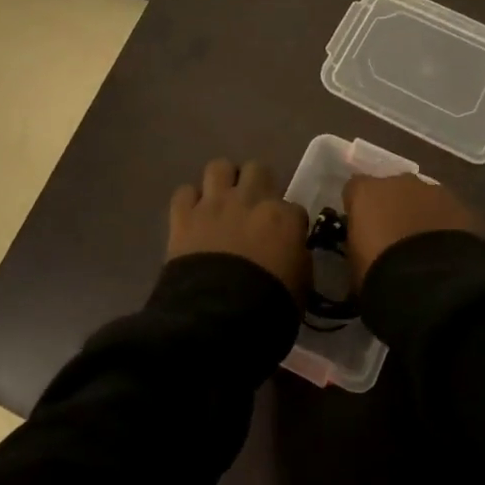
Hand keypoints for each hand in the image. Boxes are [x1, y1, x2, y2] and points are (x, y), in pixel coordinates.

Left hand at [168, 159, 310, 298]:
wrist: (218, 317)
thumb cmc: (268, 306)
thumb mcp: (301, 285)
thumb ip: (298, 258)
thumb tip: (292, 251)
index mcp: (284, 217)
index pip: (294, 207)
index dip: (289, 222)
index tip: (285, 237)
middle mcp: (250, 199)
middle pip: (257, 169)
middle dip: (257, 184)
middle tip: (253, 207)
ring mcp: (214, 203)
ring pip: (219, 167)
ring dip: (222, 182)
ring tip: (222, 201)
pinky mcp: (183, 215)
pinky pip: (184, 192)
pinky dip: (189, 202)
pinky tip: (193, 216)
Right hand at [341, 174, 481, 289]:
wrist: (431, 283)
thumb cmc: (379, 273)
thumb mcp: (354, 264)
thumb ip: (358, 245)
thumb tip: (364, 249)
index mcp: (366, 191)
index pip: (354, 190)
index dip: (358, 209)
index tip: (361, 230)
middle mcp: (399, 181)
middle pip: (392, 190)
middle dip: (393, 208)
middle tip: (394, 239)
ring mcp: (435, 191)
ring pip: (423, 199)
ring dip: (421, 216)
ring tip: (424, 248)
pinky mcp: (463, 207)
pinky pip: (448, 214)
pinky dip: (445, 227)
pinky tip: (446, 252)